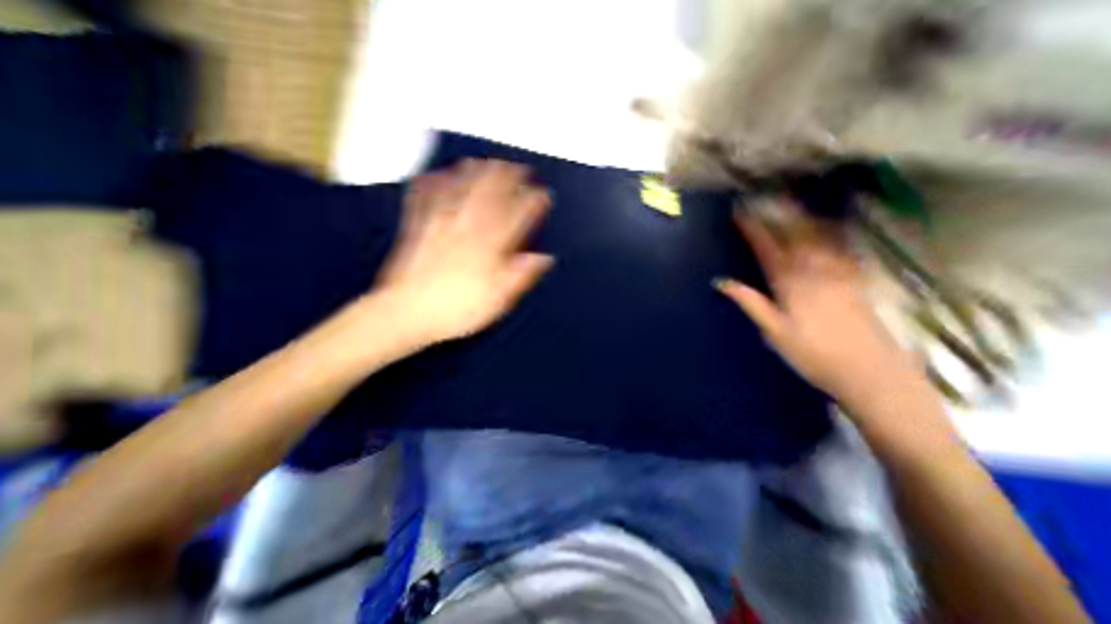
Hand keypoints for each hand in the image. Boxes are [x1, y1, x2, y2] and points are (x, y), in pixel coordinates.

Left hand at [375, 160, 553, 345]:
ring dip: (475, 173)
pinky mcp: (418, 228)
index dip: (532, 203)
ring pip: (461, 191)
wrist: (407, 314)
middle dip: (507, 178)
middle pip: (489, 196)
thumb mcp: (497, 301)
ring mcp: (440, 225)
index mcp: (488, 248)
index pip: (516, 218)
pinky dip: (433, 182)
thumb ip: (520, 276)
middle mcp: (467, 230)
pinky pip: (425, 198)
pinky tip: (438, 173)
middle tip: (518, 166)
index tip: (543, 194)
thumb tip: (544, 258)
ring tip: (487, 161)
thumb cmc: (457, 311)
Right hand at [716, 203, 916, 401]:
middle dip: (778, 213)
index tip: (740, 212)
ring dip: (804, 216)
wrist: (869, 371)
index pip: (767, 247)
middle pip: (795, 234)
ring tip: (793, 202)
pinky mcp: (856, 279)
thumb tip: (721, 282)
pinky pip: (844, 247)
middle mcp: (816, 270)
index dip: (753, 228)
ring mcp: (840, 272)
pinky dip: (834, 231)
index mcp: (791, 283)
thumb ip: (749, 302)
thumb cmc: (813, 354)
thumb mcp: (773, 331)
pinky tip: (830, 225)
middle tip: (765, 197)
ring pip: (820, 235)